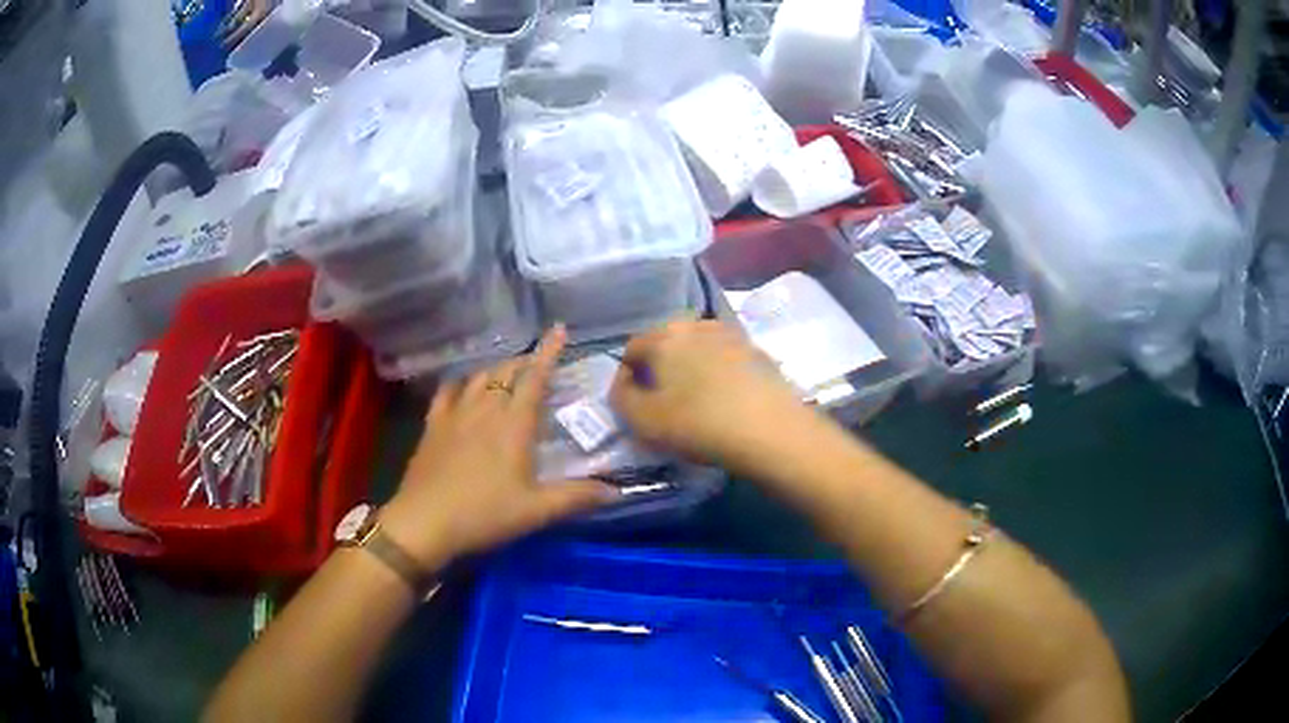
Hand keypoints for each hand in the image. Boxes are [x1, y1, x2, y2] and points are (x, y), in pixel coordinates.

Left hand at [380, 326, 613, 568]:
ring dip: (497, 369)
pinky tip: (463, 389)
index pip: (535, 378)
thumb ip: (577, 497)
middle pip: (506, 372)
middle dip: (525, 361)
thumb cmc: (484, 515)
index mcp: (513, 425)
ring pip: (479, 378)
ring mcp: (454, 415)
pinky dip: (461, 384)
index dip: (549, 352)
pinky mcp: (432, 426)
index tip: (559, 329)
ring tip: (508, 374)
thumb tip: (617, 490)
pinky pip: (447, 393)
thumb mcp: (536, 511)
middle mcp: (484, 409)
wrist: (424, 522)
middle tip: (540, 363)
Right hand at [609, 320, 814, 475]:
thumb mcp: (644, 422)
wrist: (771, 431)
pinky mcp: (758, 351)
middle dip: (660, 368)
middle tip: (663, 402)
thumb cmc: (698, 425)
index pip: (631, 348)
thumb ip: (621, 398)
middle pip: (666, 343)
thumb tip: (623, 383)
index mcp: (664, 335)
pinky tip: (725, 399)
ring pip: (698, 348)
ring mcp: (732, 334)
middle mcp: (696, 324)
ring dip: (691, 368)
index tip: (633, 404)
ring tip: (696, 400)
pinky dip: (718, 373)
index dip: (627, 376)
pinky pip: (725, 358)